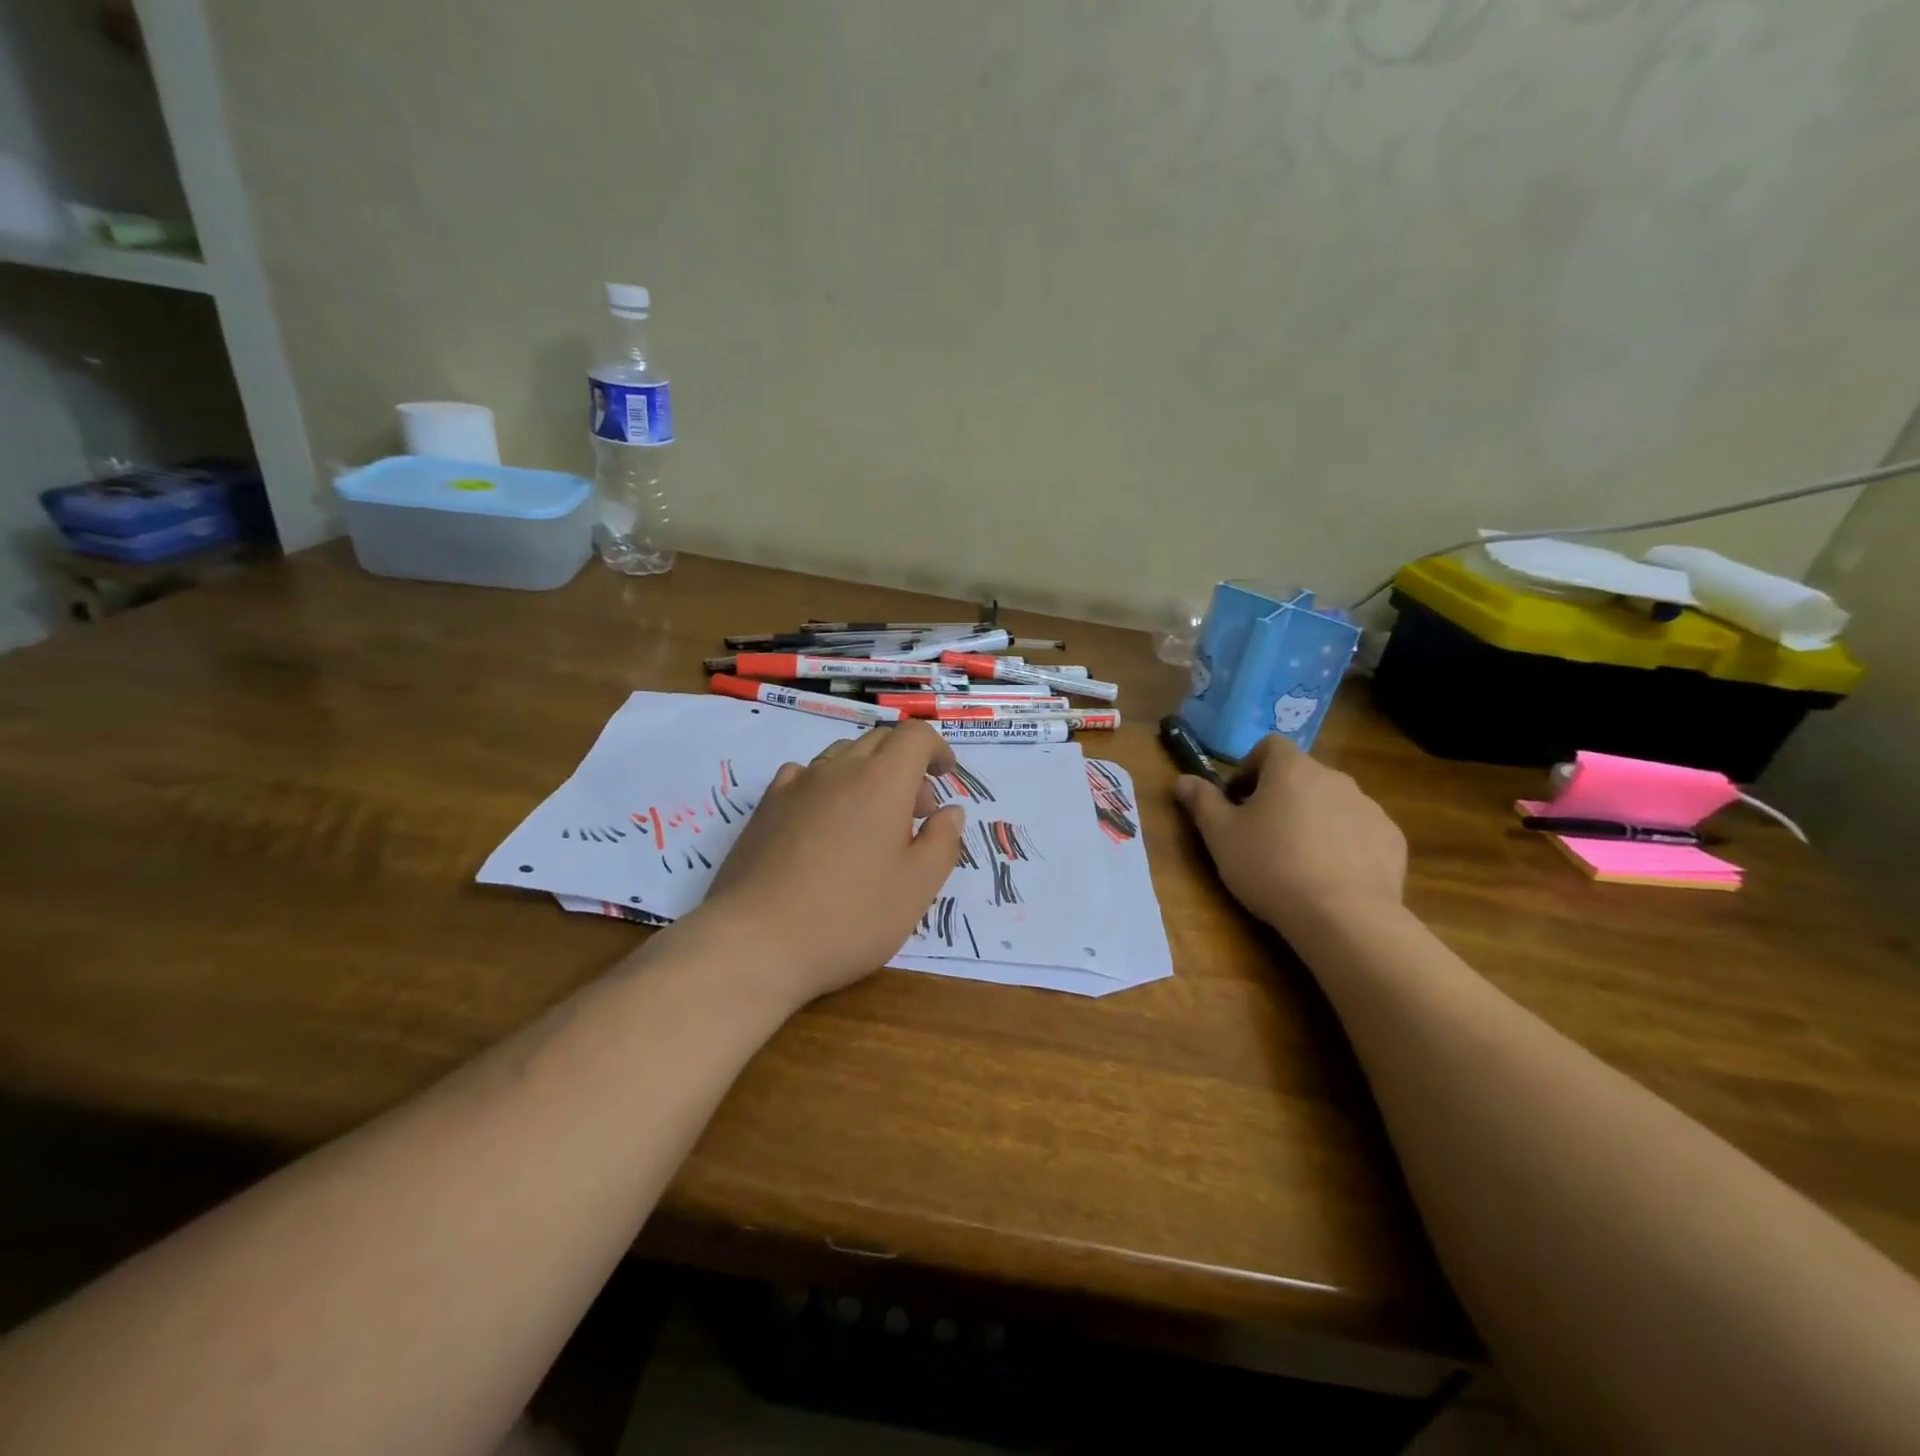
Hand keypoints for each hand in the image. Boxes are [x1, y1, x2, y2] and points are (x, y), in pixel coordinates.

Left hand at [692, 720, 966, 1008]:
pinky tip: (825, 824)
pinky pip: (804, 776)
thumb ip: (942, 843)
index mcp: (882, 782)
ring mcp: (796, 785)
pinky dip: (827, 786)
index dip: (936, 748)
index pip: (914, 736)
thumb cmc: (849, 917)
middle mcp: (838, 770)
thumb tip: (950, 812)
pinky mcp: (765, 807)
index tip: (946, 777)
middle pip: (878, 741)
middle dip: (906, 766)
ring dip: (867, 775)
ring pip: (841, 757)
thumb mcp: (916, 888)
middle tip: (916, 814)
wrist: (755, 942)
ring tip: (872, 823)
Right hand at [1174, 734, 1405, 936]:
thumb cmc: (1270, 867)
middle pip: (1301, 775)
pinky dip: (1343, 843)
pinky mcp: (1392, 839)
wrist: (1344, 917)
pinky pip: (1359, 831)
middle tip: (1261, 834)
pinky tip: (1330, 876)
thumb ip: (1201, 802)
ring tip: (1297, 860)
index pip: (1269, 746)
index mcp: (1292, 769)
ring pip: (1331, 803)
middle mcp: (1335, 777)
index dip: (1250, 768)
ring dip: (1313, 819)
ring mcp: (1369, 807)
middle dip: (1280, 796)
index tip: (1237, 800)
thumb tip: (1182, 779)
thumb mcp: (1220, 836)